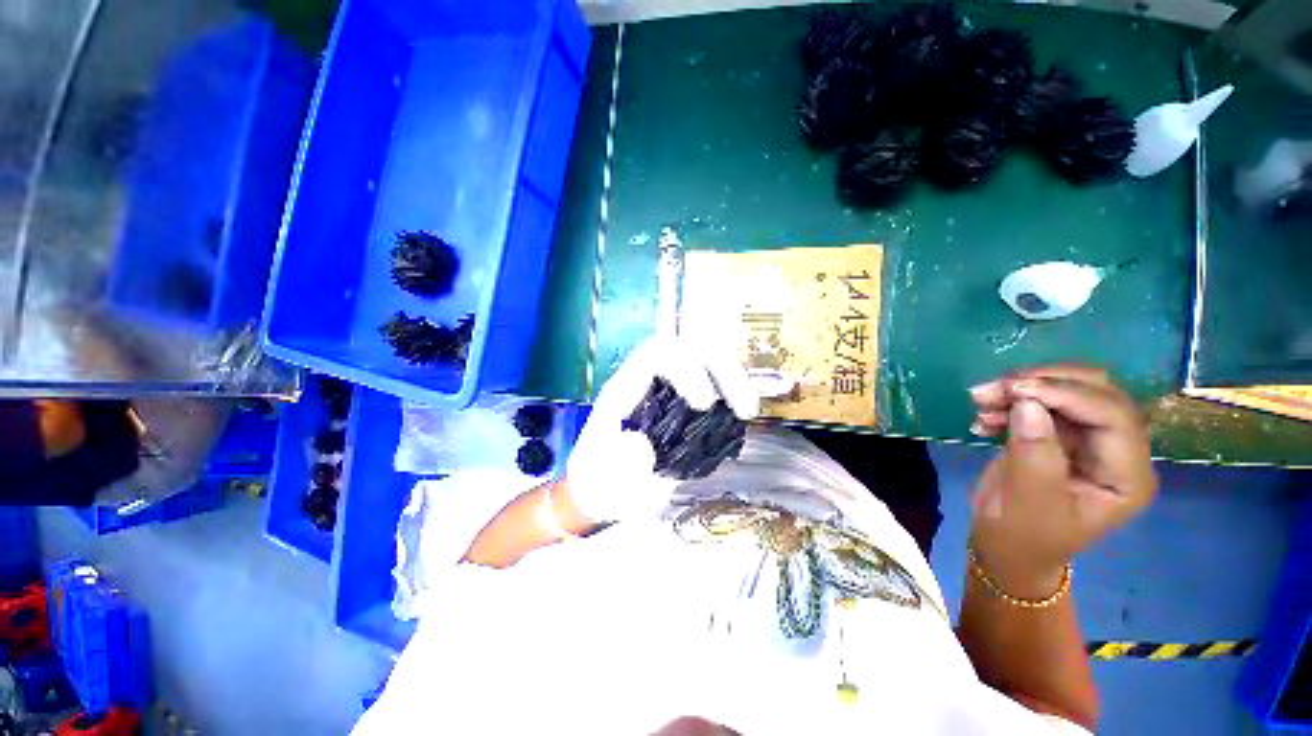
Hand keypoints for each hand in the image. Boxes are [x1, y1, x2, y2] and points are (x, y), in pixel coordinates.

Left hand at [566, 335, 758, 521]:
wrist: (603, 492)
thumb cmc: (601, 487)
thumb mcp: (604, 486)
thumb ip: (619, 468)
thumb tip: (645, 445)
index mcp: (623, 391)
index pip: (655, 357)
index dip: (684, 369)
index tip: (704, 404)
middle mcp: (647, 382)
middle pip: (687, 349)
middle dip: (720, 370)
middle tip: (744, 408)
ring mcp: (667, 390)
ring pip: (704, 360)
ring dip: (733, 378)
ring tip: (749, 411)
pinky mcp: (683, 403)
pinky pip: (712, 381)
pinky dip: (732, 391)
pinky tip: (743, 416)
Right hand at [967, 366, 1156, 595]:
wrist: (1004, 548)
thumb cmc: (1023, 537)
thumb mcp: (1029, 502)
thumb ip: (1034, 453)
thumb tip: (1027, 403)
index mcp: (1127, 476)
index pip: (1113, 417)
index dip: (1067, 394)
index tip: (1014, 389)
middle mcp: (1117, 451)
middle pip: (1095, 393)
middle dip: (1044, 383)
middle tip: (994, 388)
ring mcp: (1089, 441)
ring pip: (1066, 391)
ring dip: (1021, 389)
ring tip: (979, 400)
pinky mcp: (1060, 436)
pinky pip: (1041, 403)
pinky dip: (1011, 402)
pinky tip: (983, 418)